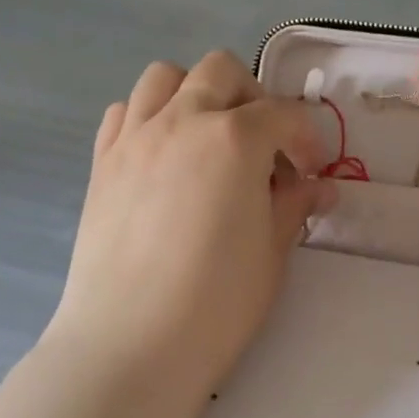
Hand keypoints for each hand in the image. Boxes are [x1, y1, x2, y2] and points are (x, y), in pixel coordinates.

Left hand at [45, 51, 335, 396]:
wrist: (129, 346)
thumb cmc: (216, 302)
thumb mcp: (272, 251)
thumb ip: (294, 204)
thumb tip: (317, 186)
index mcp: (234, 138)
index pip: (282, 114)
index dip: (305, 138)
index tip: (310, 172)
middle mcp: (182, 120)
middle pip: (221, 71)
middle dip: (252, 98)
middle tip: (262, 146)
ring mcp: (135, 137)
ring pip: (165, 76)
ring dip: (195, 93)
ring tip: (208, 138)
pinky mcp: (102, 161)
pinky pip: (126, 111)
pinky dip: (149, 116)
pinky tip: (162, 156)